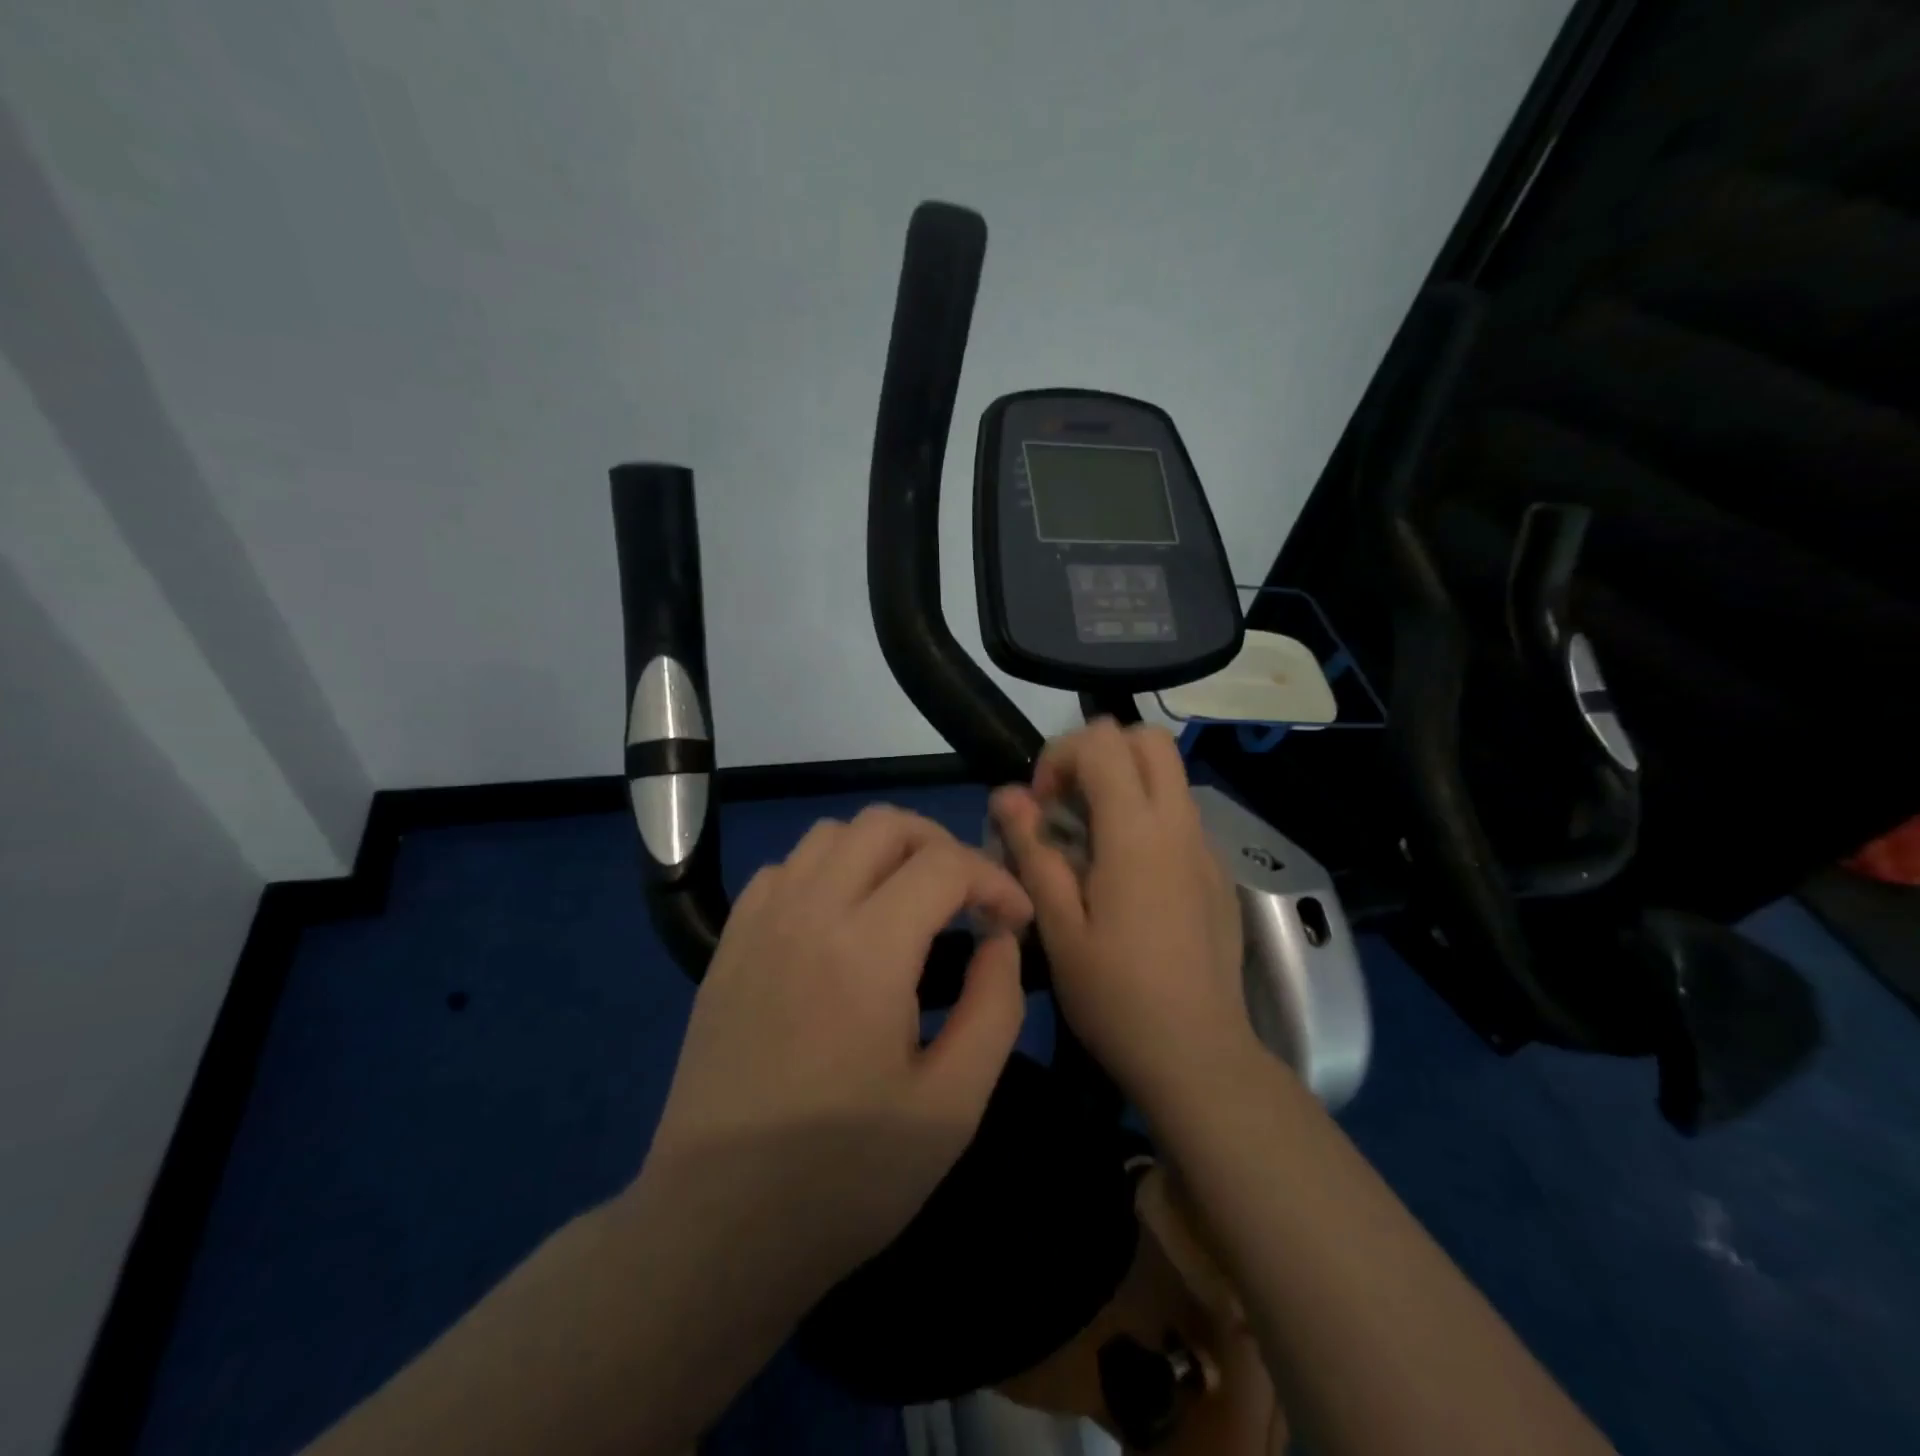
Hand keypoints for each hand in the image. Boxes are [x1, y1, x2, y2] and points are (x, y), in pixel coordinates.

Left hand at [642, 806, 1033, 1292]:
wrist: (716, 1229)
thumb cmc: (845, 1177)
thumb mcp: (953, 1106)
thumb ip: (995, 1007)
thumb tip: (1000, 940)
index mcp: (867, 949)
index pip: (945, 863)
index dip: (995, 878)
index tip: (1015, 921)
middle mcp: (808, 912)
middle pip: (884, 824)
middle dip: (942, 845)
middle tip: (967, 899)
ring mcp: (759, 924)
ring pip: (830, 835)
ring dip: (883, 852)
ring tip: (909, 903)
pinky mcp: (728, 946)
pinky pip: (785, 869)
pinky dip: (828, 871)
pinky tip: (841, 922)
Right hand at [990, 720, 1255, 1115]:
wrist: (1199, 1056)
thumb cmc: (1116, 997)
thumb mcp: (1058, 927)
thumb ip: (1033, 852)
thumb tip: (1006, 795)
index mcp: (1137, 834)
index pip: (1102, 742)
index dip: (1060, 756)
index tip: (1040, 807)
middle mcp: (1179, 825)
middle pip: (1148, 739)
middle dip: (1098, 753)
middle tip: (1066, 805)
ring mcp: (1205, 847)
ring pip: (1167, 774)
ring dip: (1123, 783)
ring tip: (1089, 842)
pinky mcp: (1216, 872)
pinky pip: (1179, 814)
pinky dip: (1145, 815)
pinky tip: (1124, 877)